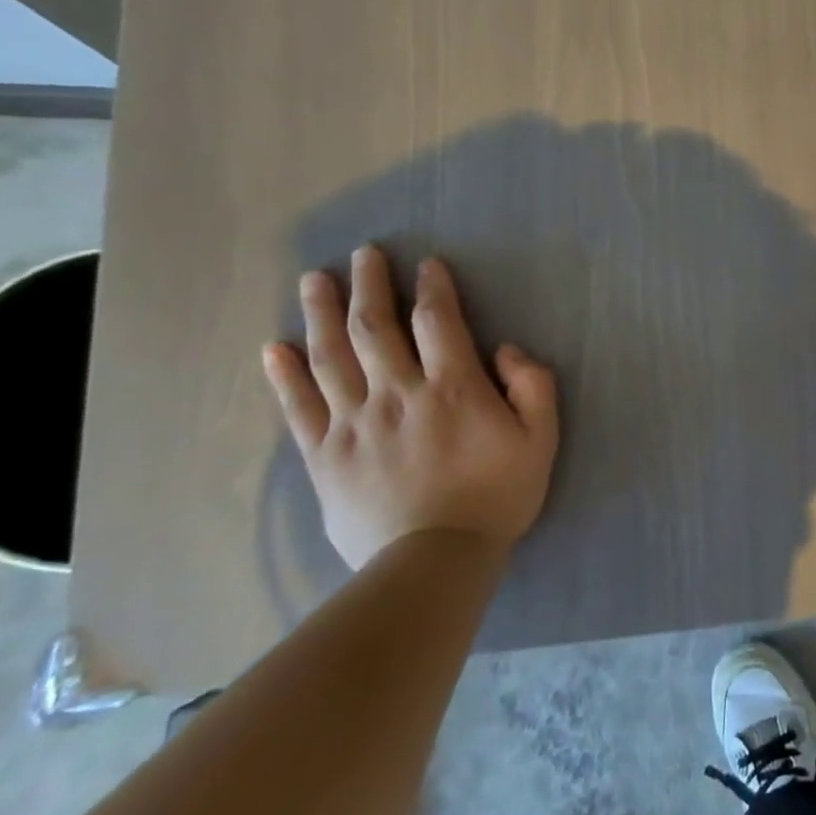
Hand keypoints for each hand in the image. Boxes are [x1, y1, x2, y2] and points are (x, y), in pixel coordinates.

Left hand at [261, 245, 558, 569]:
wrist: (435, 560)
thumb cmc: (497, 496)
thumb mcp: (541, 440)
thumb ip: (533, 387)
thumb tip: (506, 349)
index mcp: (452, 388)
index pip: (437, 321)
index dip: (432, 288)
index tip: (426, 265)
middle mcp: (397, 393)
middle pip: (375, 327)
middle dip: (369, 285)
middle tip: (363, 254)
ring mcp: (354, 423)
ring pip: (331, 356)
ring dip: (321, 313)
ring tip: (314, 279)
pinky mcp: (325, 455)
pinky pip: (298, 407)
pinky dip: (284, 375)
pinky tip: (274, 347)